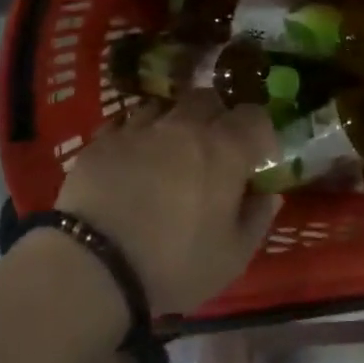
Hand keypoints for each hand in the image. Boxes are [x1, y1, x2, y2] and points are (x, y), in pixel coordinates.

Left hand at [56, 90, 281, 314]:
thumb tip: (268, 194)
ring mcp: (139, 128)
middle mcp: (184, 126)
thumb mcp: (232, 257)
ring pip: (165, 105)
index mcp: (224, 149)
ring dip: (174, 121)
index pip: (254, 116)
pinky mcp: (102, 140)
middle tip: (213, 148)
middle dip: (216, 116)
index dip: (259, 131)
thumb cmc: (174, 264)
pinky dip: (136, 134)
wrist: (95, 265)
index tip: (256, 156)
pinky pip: (126, 123)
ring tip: (169, 149)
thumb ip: (256, 219)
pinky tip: (132, 158)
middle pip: (208, 98)